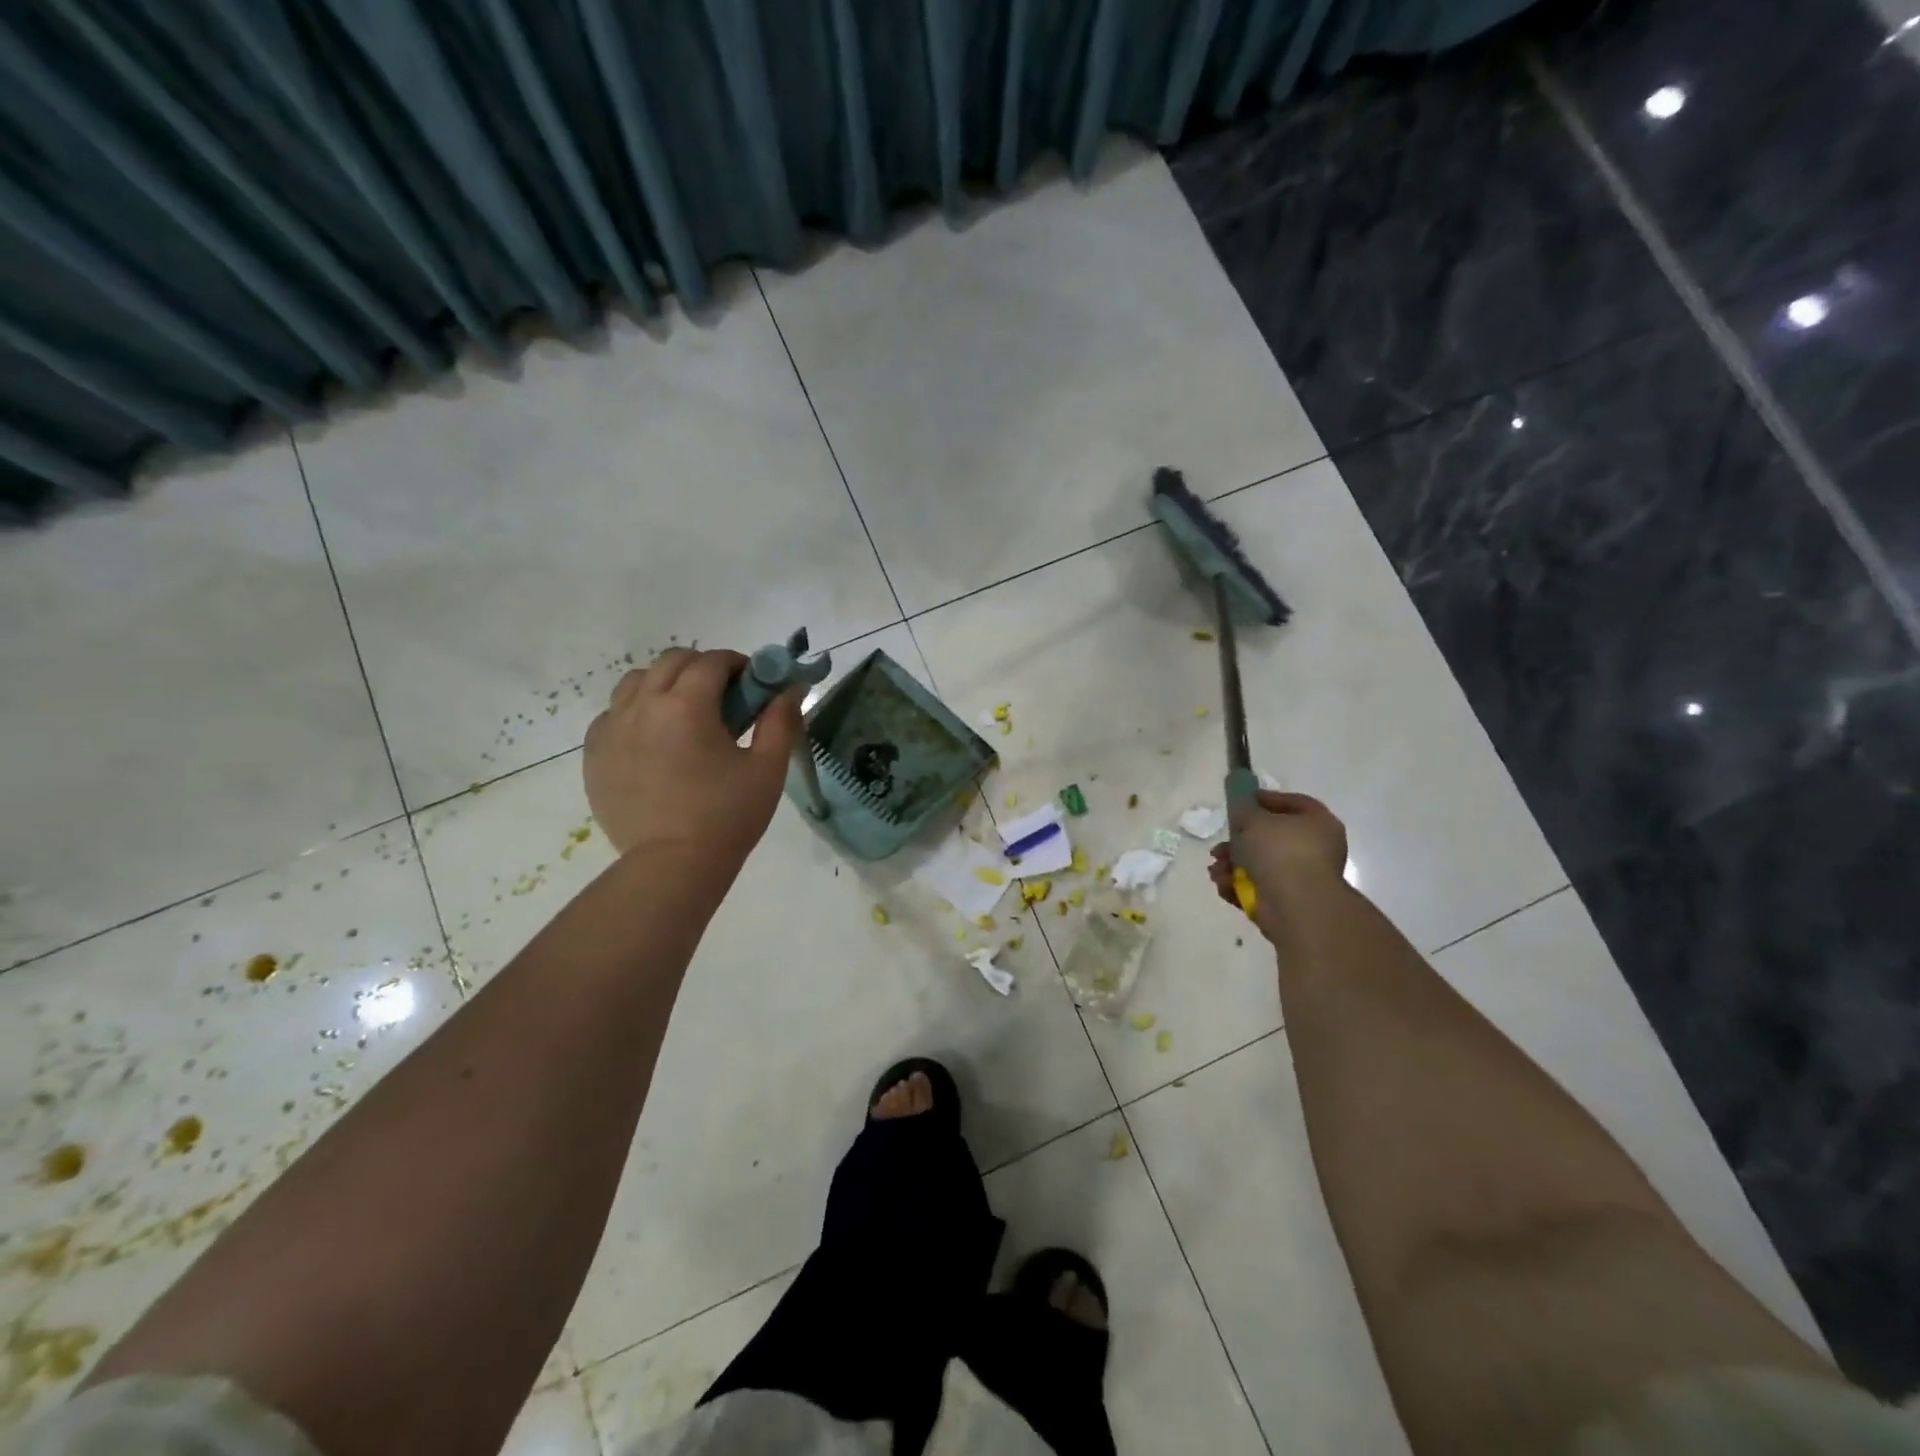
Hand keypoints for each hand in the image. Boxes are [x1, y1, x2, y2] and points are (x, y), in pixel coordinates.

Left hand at [583, 648, 802, 868]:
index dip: (737, 665)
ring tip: (683, 716)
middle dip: (702, 668)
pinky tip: (654, 741)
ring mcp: (612, 728)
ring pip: (636, 682)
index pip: (712, 661)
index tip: (752, 684)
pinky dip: (636, 713)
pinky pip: (613, 714)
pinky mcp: (594, 753)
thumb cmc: (728, 816)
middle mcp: (643, 705)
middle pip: (671, 661)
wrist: (672, 866)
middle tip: (723, 699)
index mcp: (687, 705)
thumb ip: (780, 721)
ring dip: (664, 685)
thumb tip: (789, 688)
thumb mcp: (767, 768)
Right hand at [1208, 790, 1348, 939]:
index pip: (1292, 803)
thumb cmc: (1280, 852)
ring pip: (1259, 864)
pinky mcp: (1285, 901)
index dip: (1265, 799)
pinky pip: (1257, 887)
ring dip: (1231, 865)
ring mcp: (1300, 877)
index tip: (1239, 801)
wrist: (1296, 905)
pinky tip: (1223, 883)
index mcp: (1317, 823)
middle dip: (1238, 841)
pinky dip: (1237, 885)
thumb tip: (1242, 808)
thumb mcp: (1254, 819)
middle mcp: (1313, 849)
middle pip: (1269, 837)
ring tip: (1215, 869)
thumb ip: (1243, 808)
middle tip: (1219, 845)